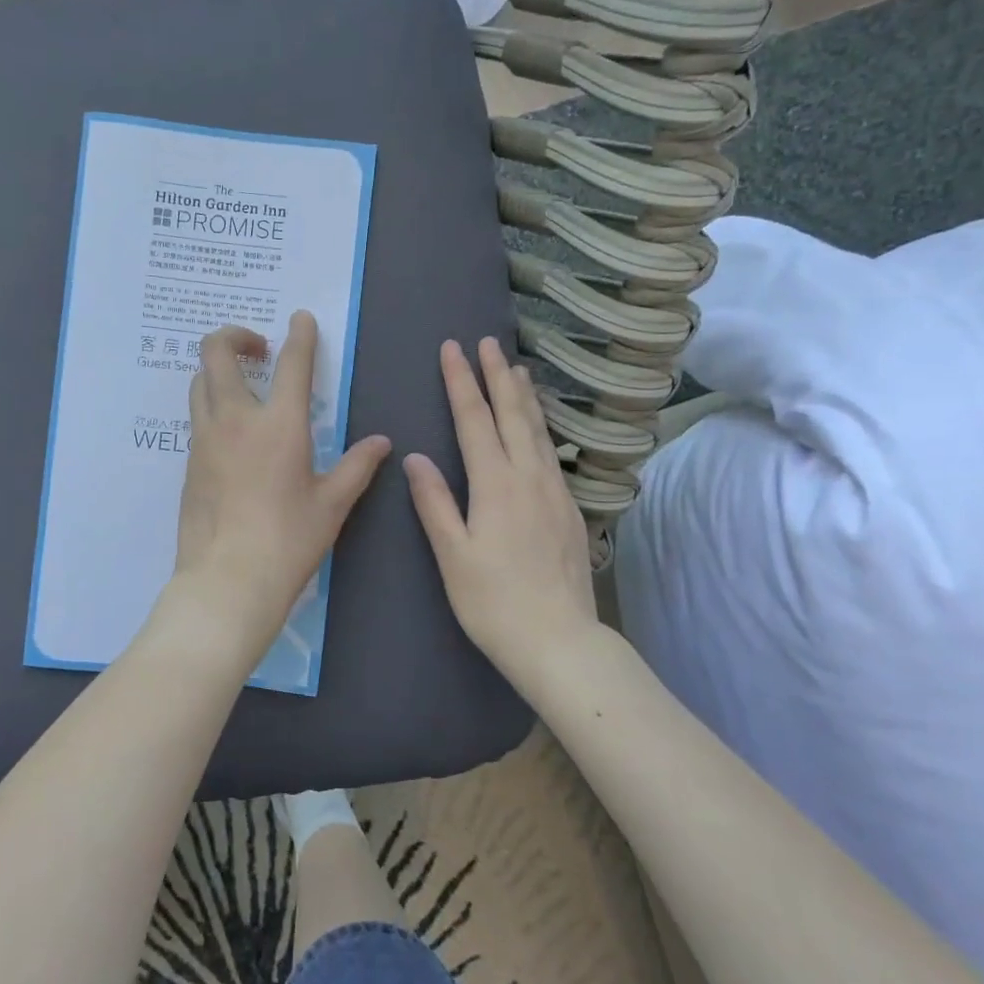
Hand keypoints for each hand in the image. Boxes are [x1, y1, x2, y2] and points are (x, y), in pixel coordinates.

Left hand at [168, 312, 390, 661]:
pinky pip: (196, 417)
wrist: (227, 582)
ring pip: (199, 382)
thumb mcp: (332, 504)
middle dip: (235, 335)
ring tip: (244, 385)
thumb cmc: (288, 542)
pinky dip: (212, 405)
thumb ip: (357, 466)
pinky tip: (232, 432)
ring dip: (219, 369)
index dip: (300, 335)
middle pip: (216, 352)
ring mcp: (204, 439)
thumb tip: (381, 442)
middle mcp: (234, 420)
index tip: (301, 319)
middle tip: (258, 348)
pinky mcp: (189, 463)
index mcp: (279, 424)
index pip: (291, 363)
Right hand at [405, 338, 598, 689]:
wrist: (559, 640)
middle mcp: (529, 477)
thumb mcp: (453, 555)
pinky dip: (540, 426)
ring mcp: (554, 492)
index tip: (453, 349)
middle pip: (512, 414)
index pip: (475, 420)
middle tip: (488, 342)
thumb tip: (415, 457)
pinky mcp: (568, 509)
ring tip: (517, 368)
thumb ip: (435, 503)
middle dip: (497, 376)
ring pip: (538, 430)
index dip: (462, 382)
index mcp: (496, 484)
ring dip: (524, 396)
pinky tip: (538, 427)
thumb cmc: (494, 602)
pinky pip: (551, 452)